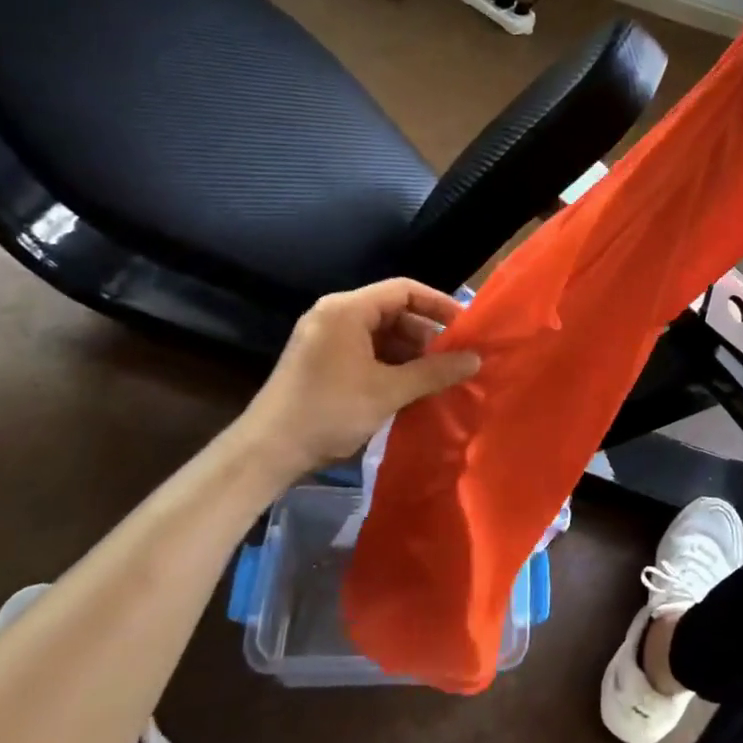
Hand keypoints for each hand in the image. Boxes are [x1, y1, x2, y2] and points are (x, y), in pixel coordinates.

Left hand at [244, 279, 480, 472]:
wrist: (267, 452)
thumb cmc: (329, 412)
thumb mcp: (388, 391)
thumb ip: (435, 372)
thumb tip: (476, 359)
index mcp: (347, 309)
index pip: (404, 290)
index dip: (438, 304)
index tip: (466, 327)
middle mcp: (335, 315)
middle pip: (393, 311)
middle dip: (426, 334)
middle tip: (454, 359)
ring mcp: (325, 338)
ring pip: (381, 334)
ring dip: (411, 353)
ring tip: (437, 377)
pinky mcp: (322, 360)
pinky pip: (366, 351)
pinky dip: (391, 364)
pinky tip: (410, 387)